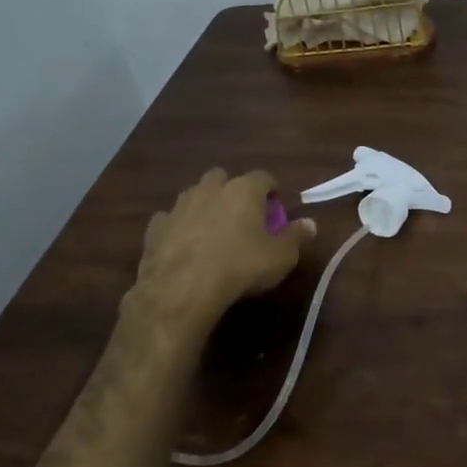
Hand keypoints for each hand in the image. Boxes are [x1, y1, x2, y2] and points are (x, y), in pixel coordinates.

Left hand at [135, 169, 315, 323]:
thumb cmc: (241, 267)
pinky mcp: (156, 227)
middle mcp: (210, 189)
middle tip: (243, 216)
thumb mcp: (280, 257)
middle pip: (223, 178)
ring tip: (213, 231)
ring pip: (194, 195)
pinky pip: (170, 219)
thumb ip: (296, 237)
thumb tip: (310, 224)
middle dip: (233, 191)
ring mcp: (179, 206)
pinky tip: (184, 246)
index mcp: (244, 190)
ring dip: (205, 206)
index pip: (264, 177)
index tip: (277, 208)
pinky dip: (178, 227)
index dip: (272, 190)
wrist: (182, 289)